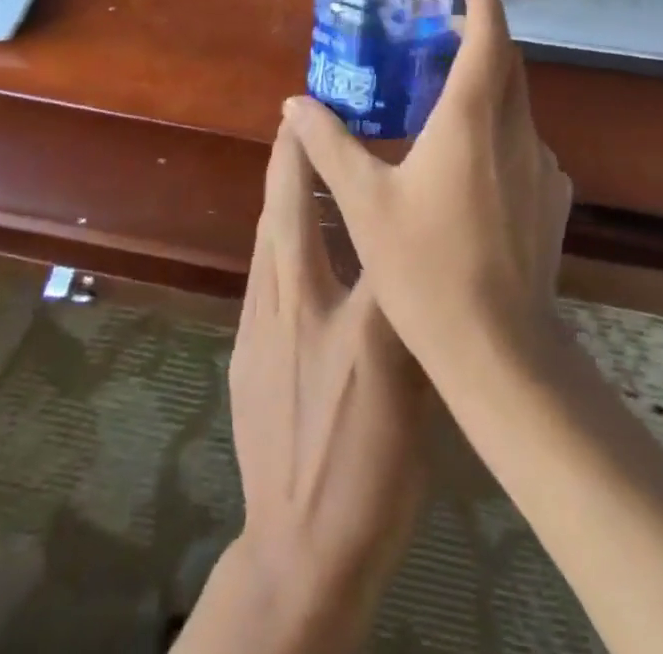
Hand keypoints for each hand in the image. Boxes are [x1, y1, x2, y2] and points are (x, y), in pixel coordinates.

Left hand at [193, 117, 431, 652]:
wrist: (303, 548)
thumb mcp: (412, 387)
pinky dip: (273, 240)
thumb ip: (411, 311)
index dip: (326, 160)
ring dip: (276, 196)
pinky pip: (260, 276)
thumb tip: (417, 252)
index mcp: (345, 313)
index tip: (320, 115)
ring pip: (265, 242)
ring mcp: (261, 332)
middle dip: (286, 161)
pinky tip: (286, 240)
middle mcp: (294, 307)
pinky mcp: (245, 355)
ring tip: (289, 162)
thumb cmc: (372, 466)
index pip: (339, 218)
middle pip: (283, 215)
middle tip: (291, 120)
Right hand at [284, 0, 573, 383]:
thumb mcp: (364, 202)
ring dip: (488, 89)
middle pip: (508, 62)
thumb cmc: (424, 267)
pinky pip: (526, 145)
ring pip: (518, 105)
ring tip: (446, 106)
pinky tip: (472, 170)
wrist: (498, 347)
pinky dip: (500, 133)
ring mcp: (543, 163)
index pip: (489, 33)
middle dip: (480, 37)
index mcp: (472, 116)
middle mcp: (516, 128)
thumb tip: (294, 104)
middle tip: (439, 39)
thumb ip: (328, 144)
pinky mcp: (555, 197)